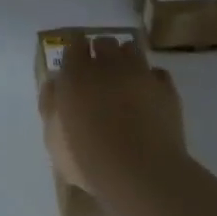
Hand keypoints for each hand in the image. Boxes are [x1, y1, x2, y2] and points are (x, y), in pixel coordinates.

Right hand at [41, 36, 187, 206]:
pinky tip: (147, 94)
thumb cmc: (88, 159)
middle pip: (104, 42)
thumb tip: (54, 83)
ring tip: (123, 78)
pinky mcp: (166, 88)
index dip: (75, 49)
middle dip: (100, 52)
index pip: (74, 43)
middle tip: (98, 73)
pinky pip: (156, 72)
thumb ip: (50, 105)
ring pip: (132, 49)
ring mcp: (140, 74)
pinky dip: (150, 78)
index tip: (75, 61)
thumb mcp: (53, 139)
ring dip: (125, 59)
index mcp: (76, 74)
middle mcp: (109, 65)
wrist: (142, 174)